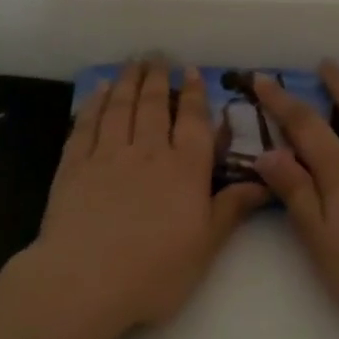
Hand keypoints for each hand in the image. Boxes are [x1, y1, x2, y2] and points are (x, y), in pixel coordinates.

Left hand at [24, 61, 267, 338]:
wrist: (86, 281)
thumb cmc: (154, 271)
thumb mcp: (205, 247)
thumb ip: (231, 210)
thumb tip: (264, 183)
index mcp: (185, 170)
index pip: (193, 122)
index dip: (193, 94)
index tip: (191, 71)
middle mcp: (148, 152)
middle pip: (154, 105)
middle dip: (158, 78)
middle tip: (158, 57)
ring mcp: (108, 155)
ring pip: (120, 107)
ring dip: (127, 82)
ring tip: (132, 64)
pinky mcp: (74, 166)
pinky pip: (86, 125)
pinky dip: (94, 104)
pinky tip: (98, 92)